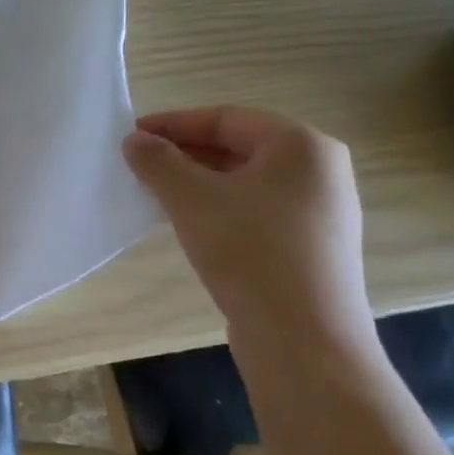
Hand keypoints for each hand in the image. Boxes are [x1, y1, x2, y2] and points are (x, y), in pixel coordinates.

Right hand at [122, 106, 371, 344]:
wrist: (302, 336)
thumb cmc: (249, 250)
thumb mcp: (191, 198)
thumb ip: (158, 161)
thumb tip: (135, 140)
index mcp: (302, 145)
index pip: (225, 118)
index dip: (173, 123)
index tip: (131, 135)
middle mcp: (320, 170)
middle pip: (238, 147)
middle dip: (184, 153)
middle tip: (139, 164)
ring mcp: (321, 210)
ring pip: (246, 181)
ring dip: (198, 182)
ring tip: (156, 193)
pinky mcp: (313, 245)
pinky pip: (257, 209)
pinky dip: (219, 207)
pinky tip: (190, 224)